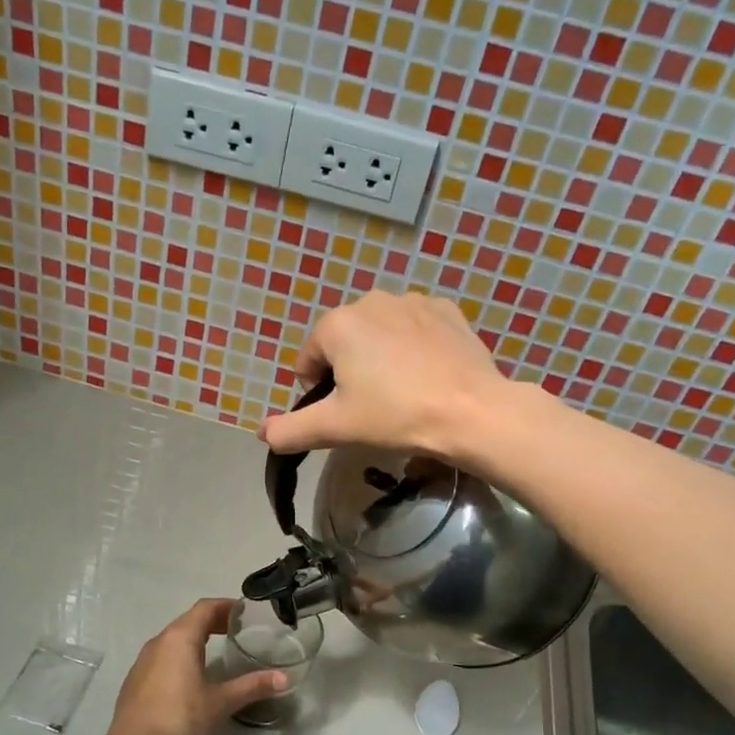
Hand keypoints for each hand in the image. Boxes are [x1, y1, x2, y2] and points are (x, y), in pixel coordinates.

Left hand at [107, 599, 285, 734]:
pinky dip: (181, 655)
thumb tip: (284, 678)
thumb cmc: (180, 719)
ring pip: (173, 639)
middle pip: (189, 620)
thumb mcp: (221, 703)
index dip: (226, 606)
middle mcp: (159, 641)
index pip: (205, 608)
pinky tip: (190, 677)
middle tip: (237, 630)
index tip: (245, 612)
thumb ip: (252, 686)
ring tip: (217, 650)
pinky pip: (163, 656)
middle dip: (213, 621)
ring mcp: (143, 661)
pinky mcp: (136, 680)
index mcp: (180, 638)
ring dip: (195, 638)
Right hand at [258, 290, 510, 457]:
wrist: (472, 412)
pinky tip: (429, 375)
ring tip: (404, 392)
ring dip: (382, 357)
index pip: (310, 359)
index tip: (344, 413)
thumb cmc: (395, 416)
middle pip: (346, 342)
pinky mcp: (447, 311)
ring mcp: (414, 301)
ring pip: (381, 334)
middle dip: (351, 370)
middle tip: (374, 406)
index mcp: (338, 324)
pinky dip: (415, 348)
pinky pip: (416, 329)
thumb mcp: (335, 428)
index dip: (319, 390)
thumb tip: (262, 434)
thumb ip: (291, 430)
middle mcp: (372, 301)